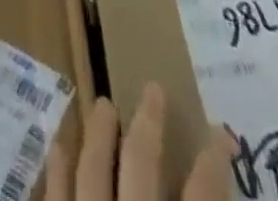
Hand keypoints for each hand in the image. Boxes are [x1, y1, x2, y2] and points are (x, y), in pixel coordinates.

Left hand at [47, 83, 233, 200]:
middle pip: (140, 168)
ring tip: (103, 104)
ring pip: (91, 174)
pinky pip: (54, 199)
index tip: (223, 132)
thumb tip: (219, 190)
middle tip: (153, 88)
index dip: (214, 164)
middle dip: (148, 126)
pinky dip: (56, 172)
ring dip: (98, 137)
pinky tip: (57, 146)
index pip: (202, 198)